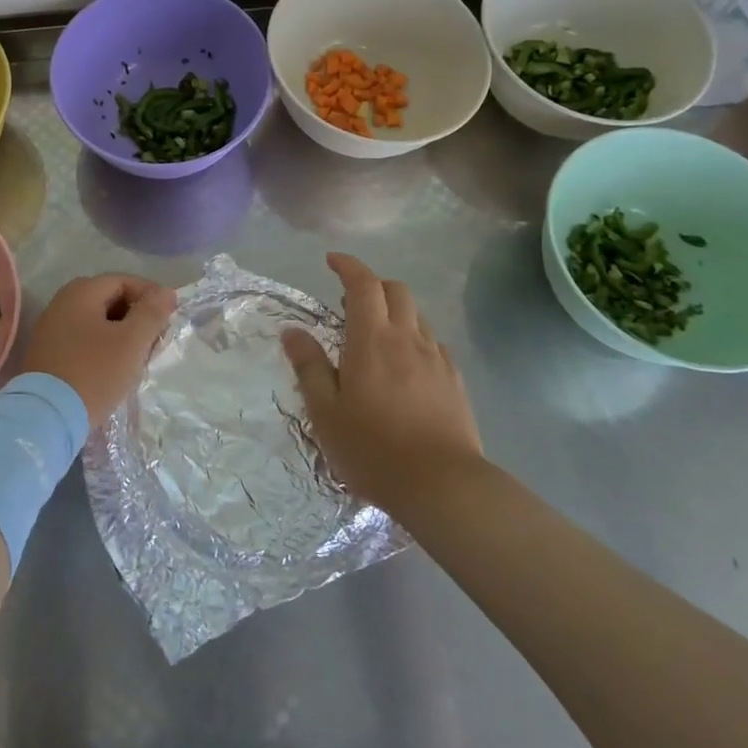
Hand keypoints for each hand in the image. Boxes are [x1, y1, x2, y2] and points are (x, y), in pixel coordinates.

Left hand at [23, 274, 176, 423]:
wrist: (45, 417)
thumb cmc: (94, 373)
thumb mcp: (131, 342)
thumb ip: (151, 313)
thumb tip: (166, 292)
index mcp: (81, 291)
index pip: (124, 281)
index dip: (151, 296)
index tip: (169, 318)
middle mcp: (62, 302)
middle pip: (109, 300)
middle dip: (136, 316)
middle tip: (155, 340)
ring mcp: (51, 328)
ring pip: (97, 322)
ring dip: (121, 334)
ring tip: (138, 357)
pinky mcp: (47, 353)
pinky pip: (83, 339)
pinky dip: (103, 347)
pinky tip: (114, 368)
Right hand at [281, 253, 481, 512]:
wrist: (443, 486)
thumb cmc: (373, 449)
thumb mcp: (325, 411)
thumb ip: (309, 366)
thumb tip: (292, 331)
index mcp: (372, 339)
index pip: (363, 284)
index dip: (348, 265)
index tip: (331, 261)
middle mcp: (407, 338)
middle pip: (395, 290)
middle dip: (372, 285)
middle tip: (349, 303)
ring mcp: (436, 358)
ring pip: (417, 315)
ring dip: (394, 311)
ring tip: (376, 335)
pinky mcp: (454, 381)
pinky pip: (433, 343)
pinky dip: (415, 338)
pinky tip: (406, 365)